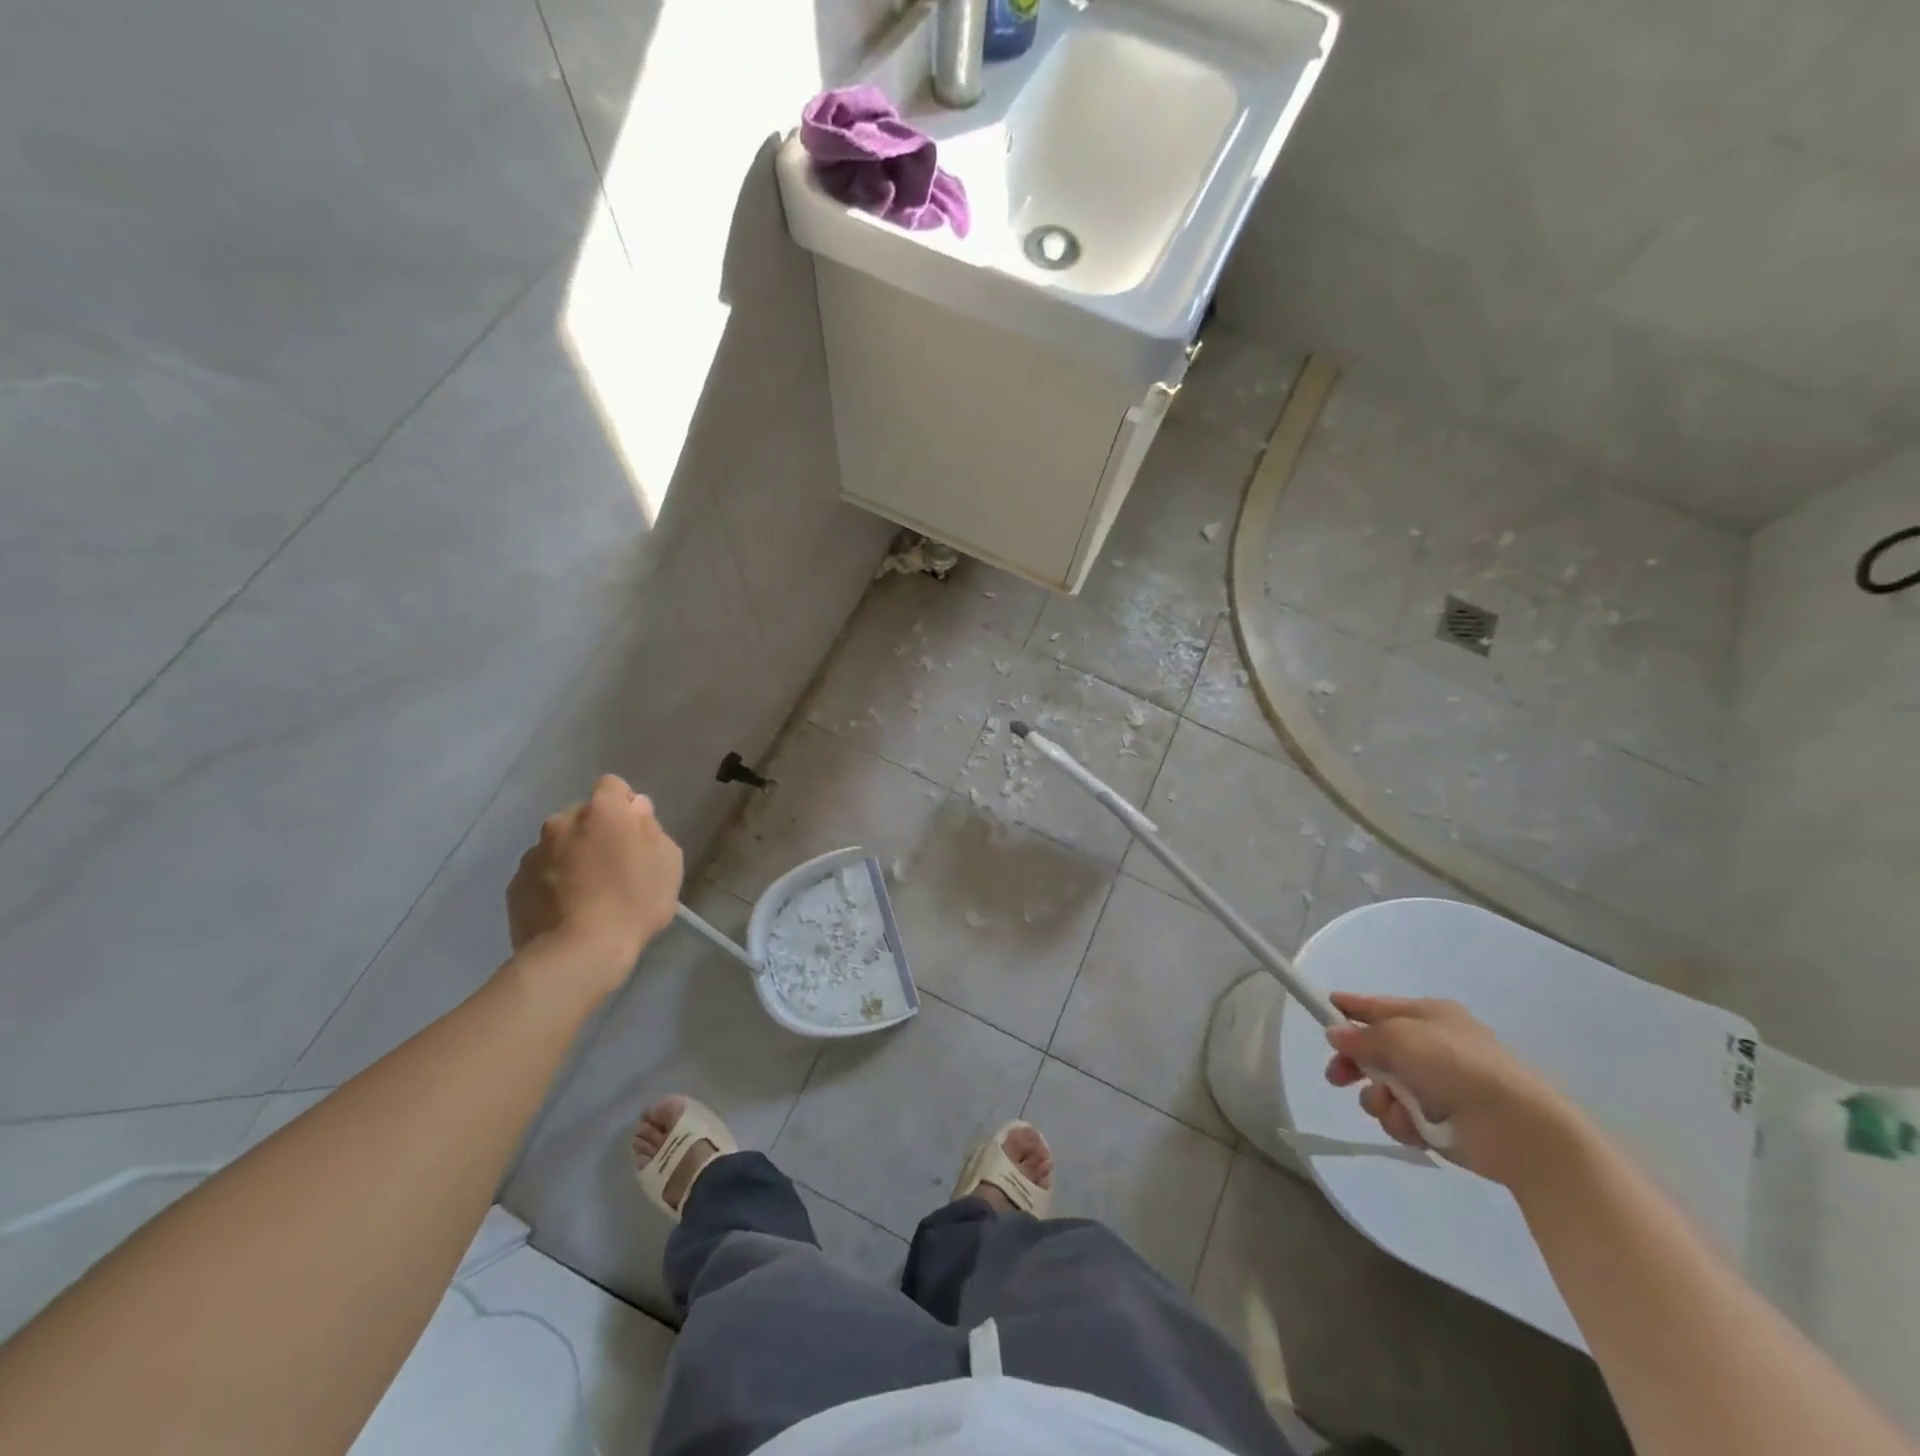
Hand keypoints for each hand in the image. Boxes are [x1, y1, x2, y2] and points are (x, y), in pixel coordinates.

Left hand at [506, 776, 683, 995]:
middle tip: (614, 867)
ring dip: (572, 857)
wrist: (576, 954)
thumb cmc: (633, 903)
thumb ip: (651, 828)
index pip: (613, 786)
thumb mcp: (667, 862)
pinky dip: (553, 884)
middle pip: (583, 817)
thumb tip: (635, 811)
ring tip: (588, 894)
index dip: (625, 806)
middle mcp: (561, 822)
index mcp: (601, 811)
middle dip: (597, 833)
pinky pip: (540, 874)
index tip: (636, 834)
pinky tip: (568, 911)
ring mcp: (533, 854)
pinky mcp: (515, 885)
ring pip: (559, 845)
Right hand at [1324, 992, 1579, 1183]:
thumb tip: (1336, 1035)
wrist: (1517, 1128)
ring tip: (1392, 1106)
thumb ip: (1362, 1037)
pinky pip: (1401, 1117)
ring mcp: (1436, 1086)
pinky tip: (1414, 1127)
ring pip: (1383, 1088)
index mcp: (1428, 1016)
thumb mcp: (1400, 1038)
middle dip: (1354, 1064)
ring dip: (1379, 1098)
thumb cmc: (1456, 1066)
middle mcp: (1431, 1047)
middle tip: (1336, 1077)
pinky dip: (1401, 1122)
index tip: (1324, 1007)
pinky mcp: (1440, 1122)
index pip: (1378, 1007)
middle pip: (1375, 1051)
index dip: (1350, 1008)